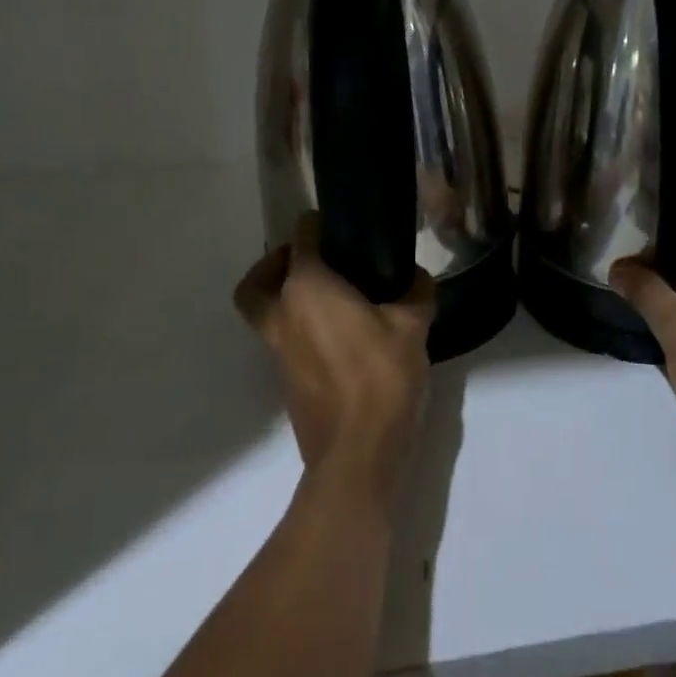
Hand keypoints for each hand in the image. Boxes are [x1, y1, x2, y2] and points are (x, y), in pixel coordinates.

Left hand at [234, 214, 433, 506]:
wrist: (356, 454)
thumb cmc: (381, 377)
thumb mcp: (412, 327)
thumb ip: (415, 292)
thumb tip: (416, 278)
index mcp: (307, 288)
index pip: (301, 239)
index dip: (317, 224)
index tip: (337, 223)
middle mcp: (282, 314)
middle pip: (259, 279)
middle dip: (277, 263)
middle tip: (312, 259)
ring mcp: (277, 350)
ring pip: (265, 310)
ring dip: (284, 296)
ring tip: (328, 295)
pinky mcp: (284, 379)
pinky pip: (280, 338)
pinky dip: (295, 325)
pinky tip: (336, 331)